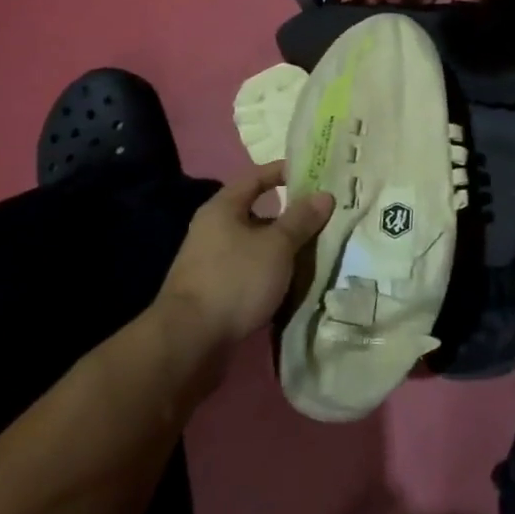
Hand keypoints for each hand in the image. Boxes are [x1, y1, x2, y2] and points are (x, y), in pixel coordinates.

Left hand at [157, 162, 333, 354]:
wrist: (189, 341)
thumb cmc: (235, 280)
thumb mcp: (276, 246)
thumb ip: (301, 219)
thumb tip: (324, 194)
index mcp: (223, 208)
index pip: (256, 178)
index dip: (284, 172)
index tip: (314, 173)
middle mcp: (213, 230)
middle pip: (257, 213)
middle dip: (290, 216)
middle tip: (324, 217)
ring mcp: (212, 262)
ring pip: (256, 245)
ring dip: (283, 248)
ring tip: (317, 251)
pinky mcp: (215, 291)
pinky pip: (251, 271)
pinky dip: (272, 272)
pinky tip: (294, 282)